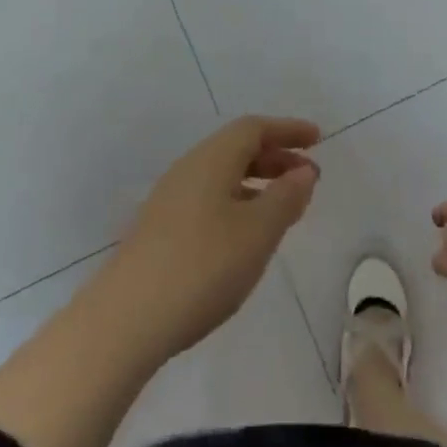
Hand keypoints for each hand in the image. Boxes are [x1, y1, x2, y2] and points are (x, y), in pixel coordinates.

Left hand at [105, 116, 320, 360]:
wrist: (128, 317)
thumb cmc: (203, 266)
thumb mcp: (257, 232)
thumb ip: (285, 198)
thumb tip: (303, 171)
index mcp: (211, 159)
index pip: (253, 128)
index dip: (288, 130)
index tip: (318, 139)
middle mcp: (189, 169)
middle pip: (237, 148)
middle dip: (276, 157)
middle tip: (309, 177)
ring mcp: (171, 199)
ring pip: (223, 175)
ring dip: (258, 182)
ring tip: (286, 206)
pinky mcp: (162, 229)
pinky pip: (211, 198)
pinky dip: (239, 202)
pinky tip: (248, 234)